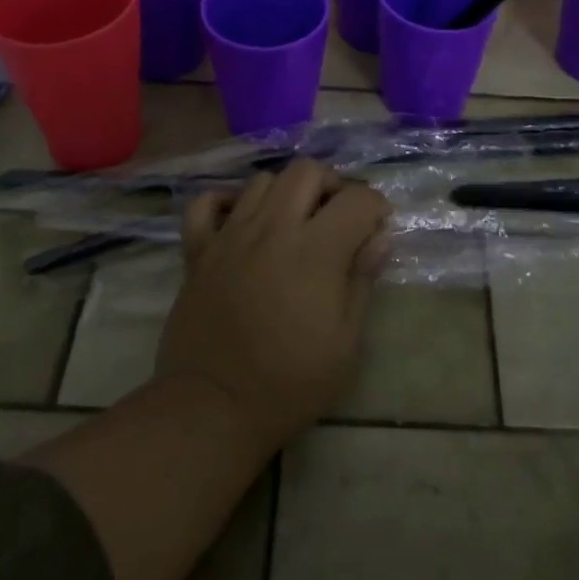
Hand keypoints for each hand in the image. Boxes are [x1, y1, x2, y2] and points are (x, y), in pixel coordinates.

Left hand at [155, 159, 392, 451]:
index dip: (375, 207)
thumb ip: (362, 280)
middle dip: (332, 185)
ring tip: (293, 223)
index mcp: (315, 250)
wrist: (212, 408)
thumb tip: (380, 237)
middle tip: (337, 219)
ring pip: (262, 180)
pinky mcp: (198, 250)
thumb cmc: (290, 383)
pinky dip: (224, 203)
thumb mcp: (345, 343)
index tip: (377, 230)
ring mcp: (230, 235)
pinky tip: (239, 222)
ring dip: (285, 193)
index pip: (357, 198)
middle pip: (307, 171)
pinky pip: (205, 204)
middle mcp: (272, 228)